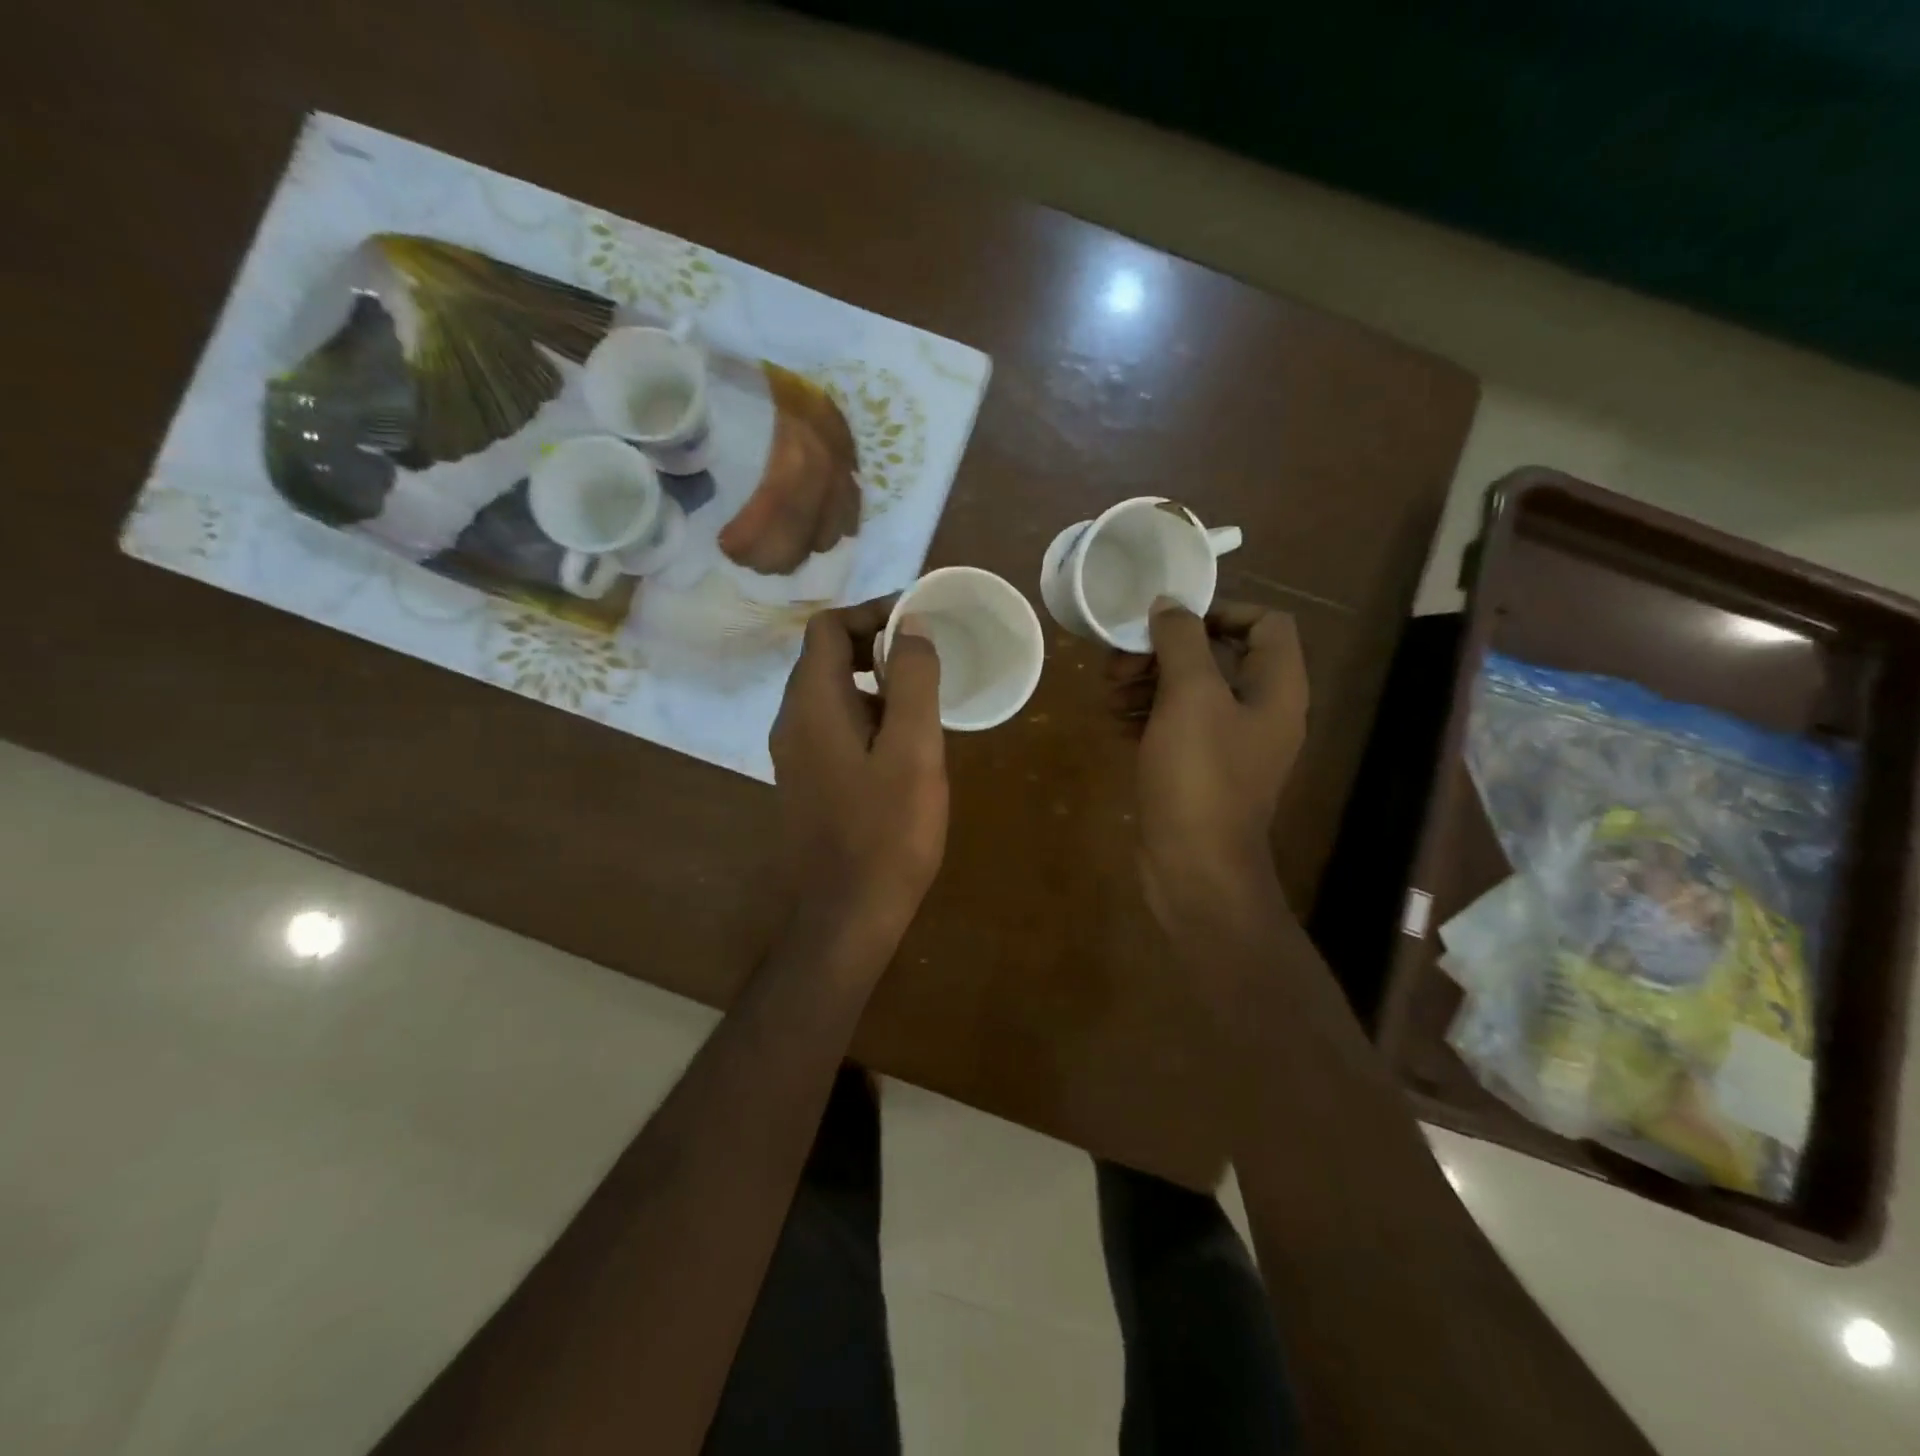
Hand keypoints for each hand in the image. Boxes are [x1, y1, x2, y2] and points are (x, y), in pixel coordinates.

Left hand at [771, 598, 948, 941]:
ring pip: (831, 691)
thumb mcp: (913, 750)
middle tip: (927, 657)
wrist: (848, 913)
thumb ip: (913, 680)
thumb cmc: (887, 831)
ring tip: (923, 697)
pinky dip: (867, 713)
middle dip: (876, 643)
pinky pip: (834, 724)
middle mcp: (792, 721)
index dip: (873, 612)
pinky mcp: (807, 779)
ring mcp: (795, 753)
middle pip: (825, 655)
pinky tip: (903, 742)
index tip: (919, 622)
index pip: (828, 627)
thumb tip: (911, 624)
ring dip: (874, 679)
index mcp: (812, 705)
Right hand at [1110, 600, 1308, 927]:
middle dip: (1165, 651)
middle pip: (1218, 656)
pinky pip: (1176, 725)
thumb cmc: (1199, 776)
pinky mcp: (1199, 769)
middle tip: (1120, 663)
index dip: (1219, 612)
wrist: (1194, 867)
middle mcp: (1260, 711)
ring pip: (1191, 691)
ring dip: (1149, 682)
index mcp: (1275, 689)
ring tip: (1109, 692)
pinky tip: (1115, 721)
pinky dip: (1147, 715)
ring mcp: (1229, 744)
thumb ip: (1182, 641)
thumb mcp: (1190, 697)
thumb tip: (1169, 605)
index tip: (1168, 623)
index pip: (1265, 624)